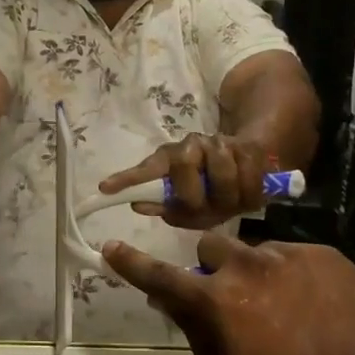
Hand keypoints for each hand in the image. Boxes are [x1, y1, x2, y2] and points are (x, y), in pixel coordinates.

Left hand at [99, 133, 270, 230]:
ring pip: (222, 173)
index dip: (127, 178)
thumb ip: (164, 206)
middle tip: (203, 211)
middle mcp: (191, 145)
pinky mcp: (249, 148)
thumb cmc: (209, 192)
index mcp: (169, 158)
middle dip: (194, 197)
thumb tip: (139, 205)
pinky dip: (248, 197)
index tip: (105, 188)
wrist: (249, 164)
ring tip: (227, 206)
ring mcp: (221, 143)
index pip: (147, 168)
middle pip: (185, 167)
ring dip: (225, 198)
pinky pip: (250, 178)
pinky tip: (246, 201)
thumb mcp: (186, 205)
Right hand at [100, 234, 354, 354]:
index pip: (161, 277)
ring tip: (283, 304)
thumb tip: (168, 300)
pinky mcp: (321, 253)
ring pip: (253, 251)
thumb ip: (193, 333)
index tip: (111, 247)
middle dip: (212, 269)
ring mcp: (286, 255)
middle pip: (209, 249)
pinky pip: (291, 254)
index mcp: (217, 302)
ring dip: (254, 271)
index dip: (131, 264)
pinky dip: (291, 274)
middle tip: (232, 298)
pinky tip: (312, 303)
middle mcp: (246, 267)